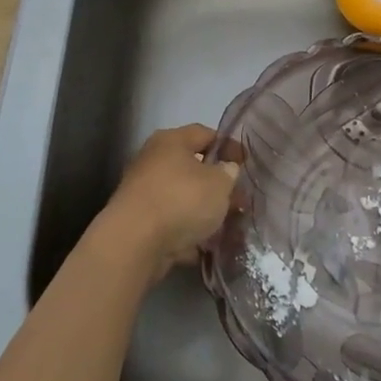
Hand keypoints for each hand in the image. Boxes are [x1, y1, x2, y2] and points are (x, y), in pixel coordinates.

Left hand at [101, 125, 241, 279]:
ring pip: (183, 198)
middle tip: (239, 200)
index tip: (246, 163)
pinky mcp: (139, 223)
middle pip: (193, 168)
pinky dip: (187, 232)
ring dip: (204, 211)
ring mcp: (143, 193)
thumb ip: (229, 173)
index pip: (206, 133)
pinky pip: (171, 222)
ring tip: (226, 227)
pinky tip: (205, 247)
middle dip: (218, 185)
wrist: (134, 244)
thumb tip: (226, 170)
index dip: (229, 146)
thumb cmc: (181, 200)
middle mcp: (153, 161)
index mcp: (171, 141)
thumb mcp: (219, 183)